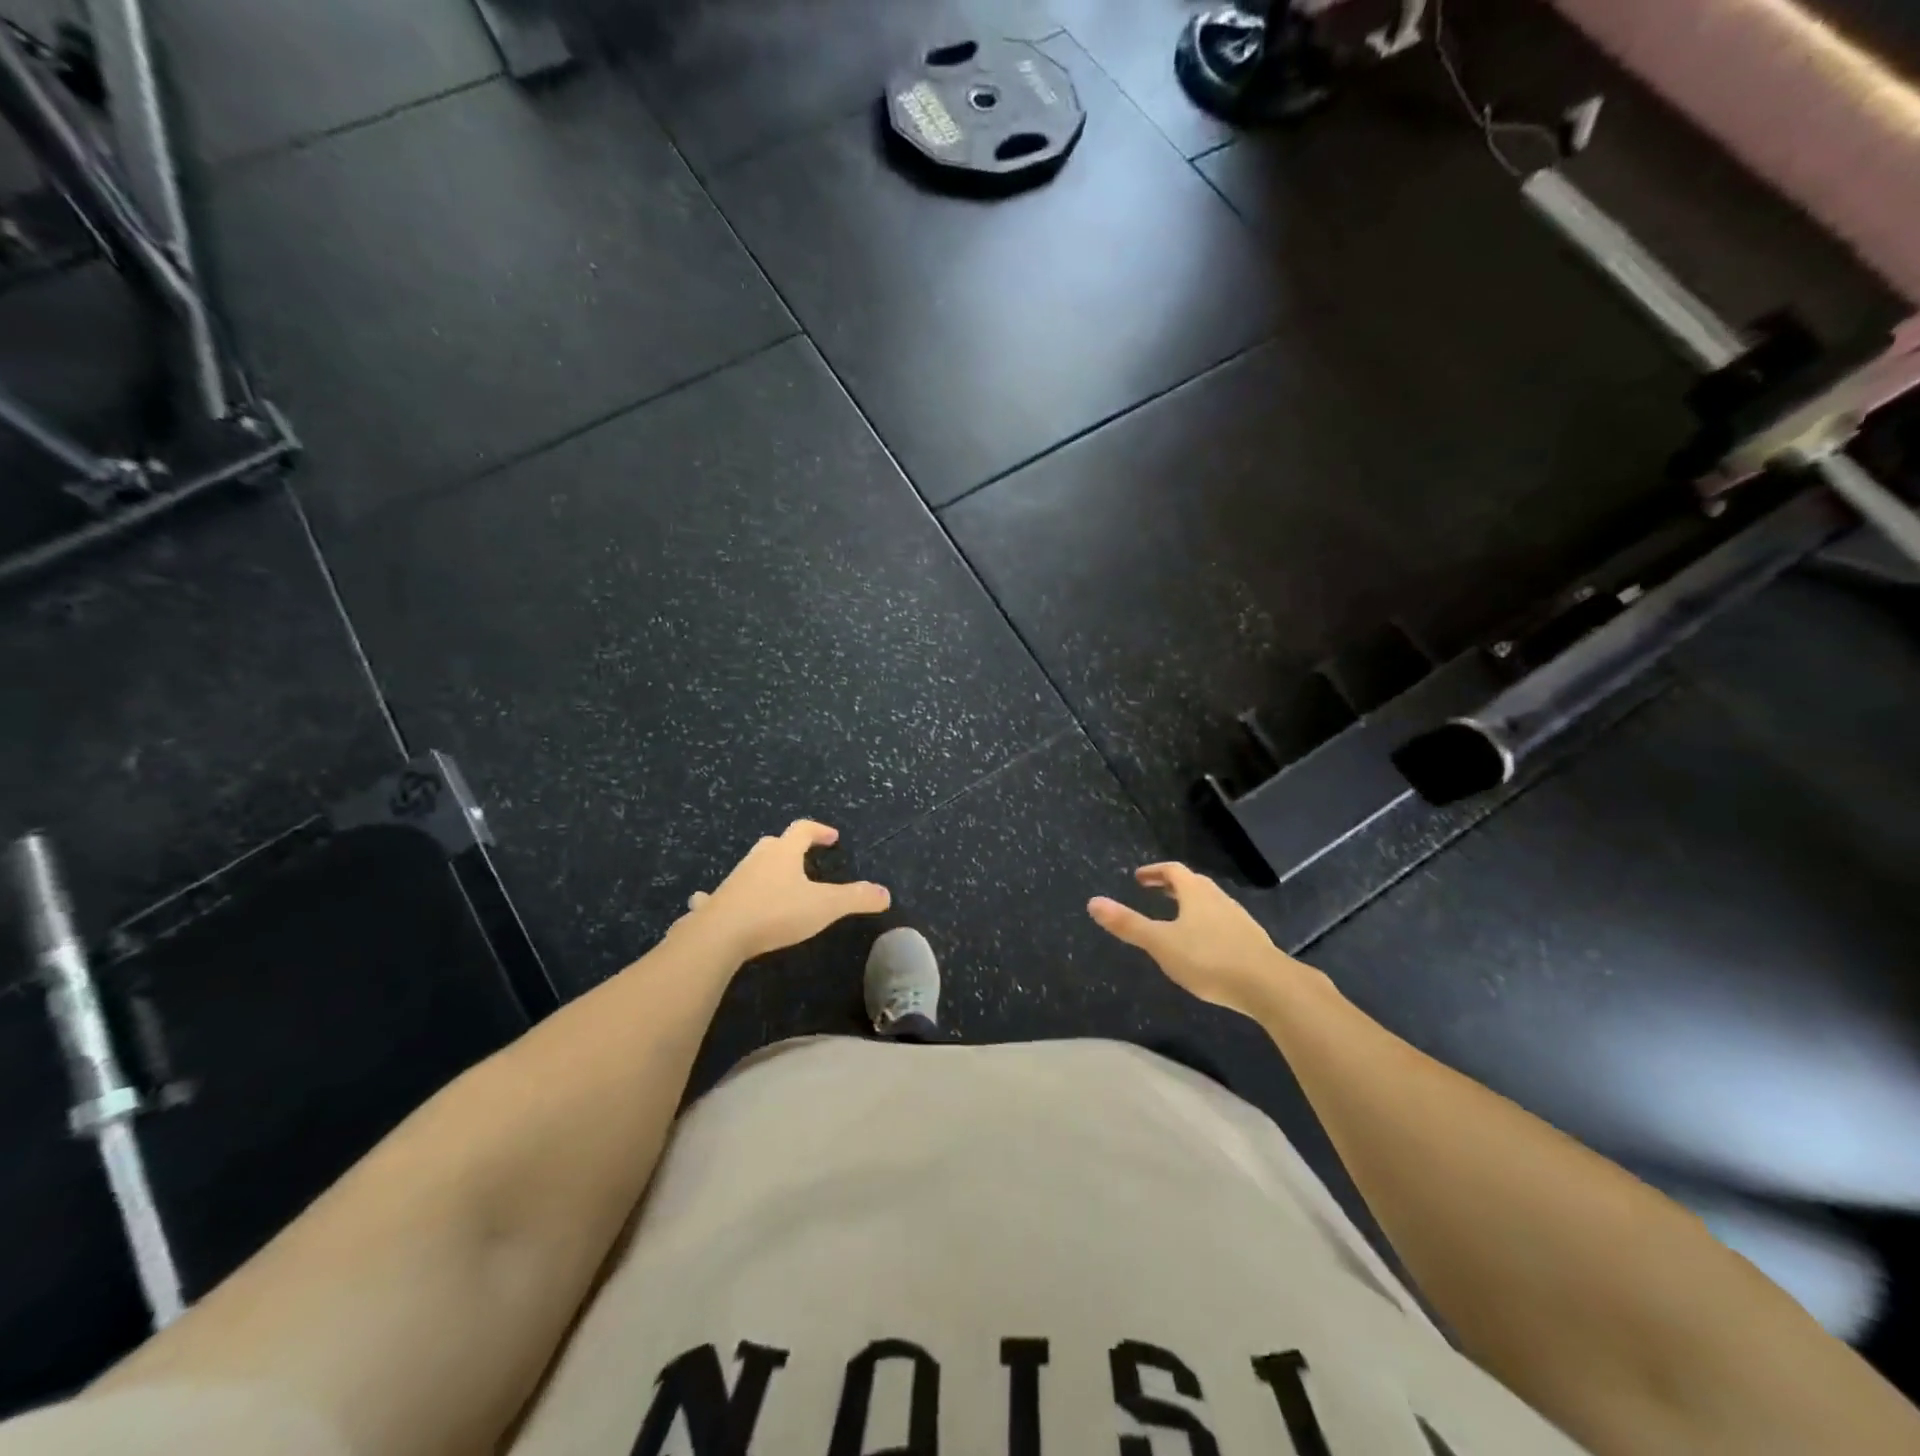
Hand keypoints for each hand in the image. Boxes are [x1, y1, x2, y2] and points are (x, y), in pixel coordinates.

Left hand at [682, 820, 889, 961]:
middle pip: (774, 844)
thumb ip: (856, 898)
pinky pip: (715, 895)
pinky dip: (716, 896)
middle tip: (803, 858)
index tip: (832, 837)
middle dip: (789, 847)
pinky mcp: (714, 904)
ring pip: (750, 866)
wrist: (720, 935)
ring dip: (762, 870)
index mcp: (784, 854)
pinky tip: (706, 902)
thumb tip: (886, 893)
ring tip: (773, 883)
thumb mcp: (824, 906)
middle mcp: (757, 860)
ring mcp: (733, 880)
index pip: (803, 830)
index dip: (819, 830)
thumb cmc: (776, 913)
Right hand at [1088, 862, 1326, 1016]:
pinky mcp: (1251, 941)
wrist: (1269, 985)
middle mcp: (1218, 898)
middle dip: (1172, 886)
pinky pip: (1223, 922)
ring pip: (1210, 902)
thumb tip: (1093, 902)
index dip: (1155, 871)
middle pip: (1193, 884)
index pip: (1173, 871)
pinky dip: (1207, 923)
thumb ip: (1128, 924)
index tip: (1139, 878)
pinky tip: (1205, 945)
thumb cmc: (1209, 959)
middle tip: (1155, 891)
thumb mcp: (1160, 943)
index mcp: (1195, 893)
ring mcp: (1238, 919)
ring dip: (1191, 904)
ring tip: (1177, 917)